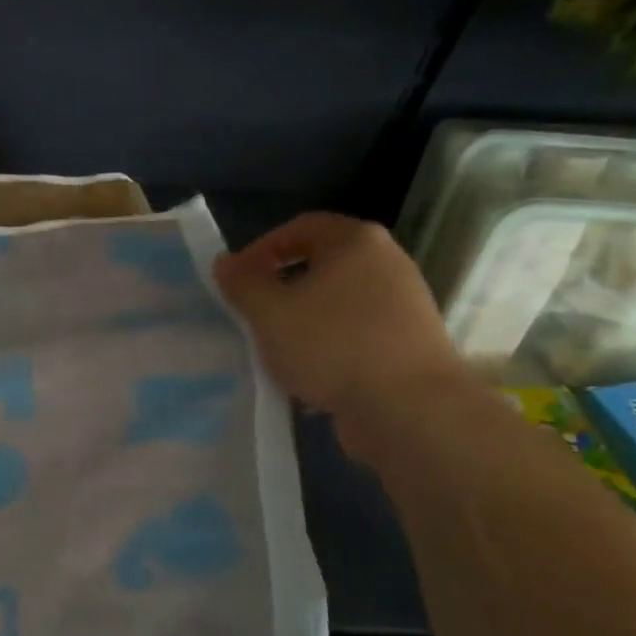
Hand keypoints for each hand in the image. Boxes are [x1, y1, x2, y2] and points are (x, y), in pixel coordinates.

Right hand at [215, 213, 475, 460]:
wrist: (411, 409)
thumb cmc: (333, 346)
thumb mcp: (269, 312)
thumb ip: (242, 283)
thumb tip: (225, 262)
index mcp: (356, 241)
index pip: (299, 227)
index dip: (260, 249)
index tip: (236, 280)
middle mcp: (387, 262)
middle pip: (320, 264)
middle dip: (280, 287)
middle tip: (251, 313)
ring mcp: (403, 304)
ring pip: (336, 302)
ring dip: (301, 320)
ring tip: (275, 347)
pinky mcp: (408, 343)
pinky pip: (355, 332)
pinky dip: (327, 345)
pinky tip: (308, 373)